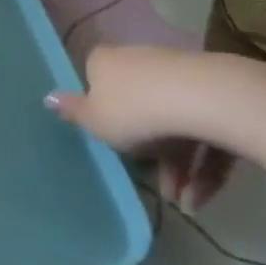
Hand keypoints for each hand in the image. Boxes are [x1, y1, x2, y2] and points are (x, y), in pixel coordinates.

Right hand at [47, 45, 248, 211]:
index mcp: (106, 62)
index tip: (110, 137)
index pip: (97, 80)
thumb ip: (72, 112)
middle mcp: (141, 61)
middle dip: (147, 151)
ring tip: (183, 203)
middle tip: (150, 181)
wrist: (204, 101)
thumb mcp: (93, 121)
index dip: (101, 109)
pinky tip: (199, 199)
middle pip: (140, 107)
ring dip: (177, 168)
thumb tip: (47, 97)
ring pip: (174, 124)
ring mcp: (182, 76)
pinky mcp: (218, 95)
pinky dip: (203, 166)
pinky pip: (204, 132)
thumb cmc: (134, 111)